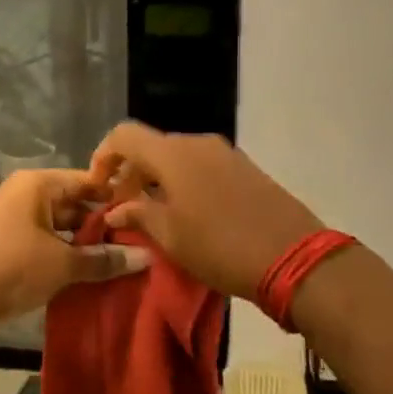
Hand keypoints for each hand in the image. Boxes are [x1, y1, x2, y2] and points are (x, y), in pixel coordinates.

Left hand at [0, 170, 149, 338]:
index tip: (145, 216)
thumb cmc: (13, 268)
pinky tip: (89, 271)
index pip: (87, 181)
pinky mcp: (8, 242)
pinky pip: (45, 240)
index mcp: (37, 184)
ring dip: (84, 243)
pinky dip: (65, 252)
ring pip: (60, 225)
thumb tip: (147, 258)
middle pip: (73, 203)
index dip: (116, 198)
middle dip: (102, 225)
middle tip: (137, 243)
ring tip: (119, 260)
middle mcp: (25, 193)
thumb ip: (104, 259)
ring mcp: (14, 217)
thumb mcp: (64, 264)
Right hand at [90, 124, 323, 300]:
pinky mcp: (245, 168)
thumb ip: (138, 216)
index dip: (103, 156)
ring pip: (177, 157)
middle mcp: (198, 143)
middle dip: (131, 173)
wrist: (295, 257)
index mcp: (173, 154)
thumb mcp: (170, 237)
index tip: (98, 187)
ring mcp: (225, 153)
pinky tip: (186, 212)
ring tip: (152, 213)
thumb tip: (115, 210)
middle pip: (152, 146)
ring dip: (157, 179)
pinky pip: (201, 166)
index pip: (124, 136)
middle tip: (122, 208)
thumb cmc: (220, 247)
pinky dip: (183, 181)